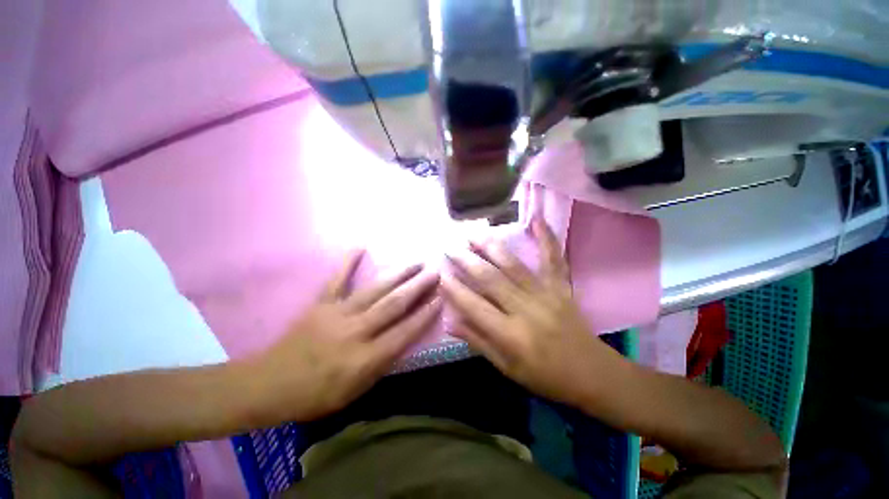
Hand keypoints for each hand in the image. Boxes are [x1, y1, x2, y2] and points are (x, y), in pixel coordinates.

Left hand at [249, 251, 440, 422]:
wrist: (268, 386)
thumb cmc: (315, 396)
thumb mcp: (356, 392)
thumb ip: (382, 364)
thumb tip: (404, 338)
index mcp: (365, 358)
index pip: (404, 332)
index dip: (425, 314)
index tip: (440, 298)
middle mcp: (355, 332)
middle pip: (393, 305)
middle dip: (418, 287)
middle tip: (434, 272)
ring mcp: (336, 314)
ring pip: (375, 290)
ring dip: (398, 274)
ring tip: (415, 262)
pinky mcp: (320, 304)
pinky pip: (336, 280)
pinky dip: (347, 262)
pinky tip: (360, 247)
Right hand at [441, 217, 624, 406]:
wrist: (592, 374)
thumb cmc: (545, 377)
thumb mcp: (506, 368)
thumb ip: (477, 341)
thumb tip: (449, 321)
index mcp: (511, 335)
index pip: (474, 306)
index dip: (454, 289)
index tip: (440, 274)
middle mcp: (526, 310)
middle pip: (491, 280)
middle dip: (467, 261)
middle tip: (450, 247)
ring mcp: (546, 294)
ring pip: (513, 265)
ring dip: (491, 247)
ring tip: (473, 234)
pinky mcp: (561, 287)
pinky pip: (553, 259)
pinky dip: (546, 238)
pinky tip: (536, 219)